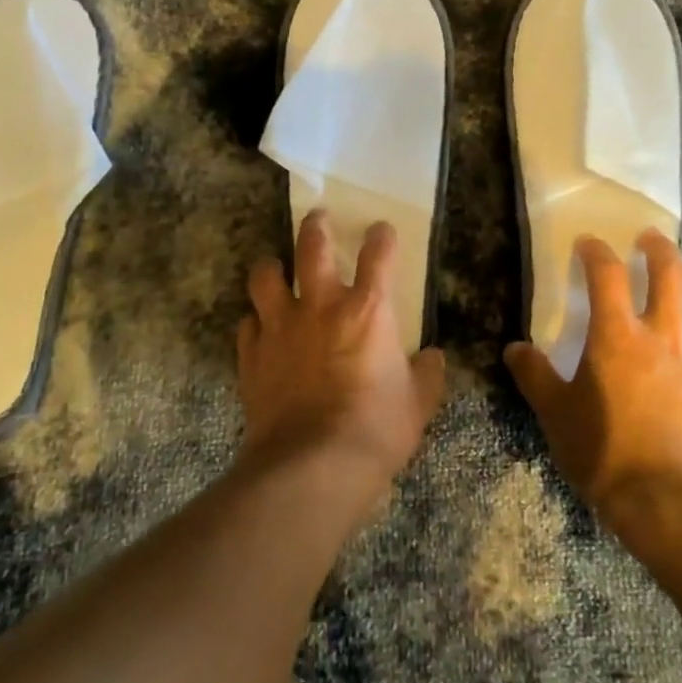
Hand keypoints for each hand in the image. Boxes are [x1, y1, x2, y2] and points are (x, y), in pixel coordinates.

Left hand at [236, 211, 445, 503]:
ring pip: (266, 277)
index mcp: (368, 310)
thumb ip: (427, 374)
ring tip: (275, 267)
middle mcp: (321, 306)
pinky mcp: (252, 355)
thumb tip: (433, 358)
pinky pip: (247, 325)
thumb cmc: (375, 429)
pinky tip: (260, 329)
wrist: (311, 465)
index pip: (378, 255)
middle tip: (317, 217)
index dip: (382, 237)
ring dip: (271, 267)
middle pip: (312, 247)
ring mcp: (280, 327)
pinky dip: (255, 322)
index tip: (381, 230)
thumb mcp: (418, 404)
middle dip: (316, 226)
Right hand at [504, 231, 681, 523]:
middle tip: (649, 239)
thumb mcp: (555, 414)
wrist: (671, 502)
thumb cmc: (605, 451)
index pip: (607, 274)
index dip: (596, 252)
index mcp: (617, 336)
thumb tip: (515, 349)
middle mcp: (664, 336)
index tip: (588, 243)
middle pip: (671, 274)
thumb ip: (534, 376)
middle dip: (659, 249)